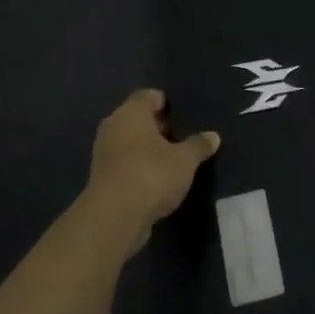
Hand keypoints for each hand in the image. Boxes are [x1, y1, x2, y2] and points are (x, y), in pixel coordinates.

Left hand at [83, 89, 219, 252]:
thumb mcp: (185, 160)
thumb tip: (213, 136)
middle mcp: (113, 127)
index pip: (148, 95)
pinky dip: (140, 168)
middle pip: (138, 119)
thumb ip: (199, 145)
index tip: (184, 116)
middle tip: (183, 139)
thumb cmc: (151, 174)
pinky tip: (158, 181)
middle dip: (160, 128)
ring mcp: (104, 153)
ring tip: (174, 162)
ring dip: (149, 150)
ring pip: (130, 143)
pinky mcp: (102, 178)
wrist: (114, 218)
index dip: (167, 103)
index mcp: (131, 112)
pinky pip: (125, 164)